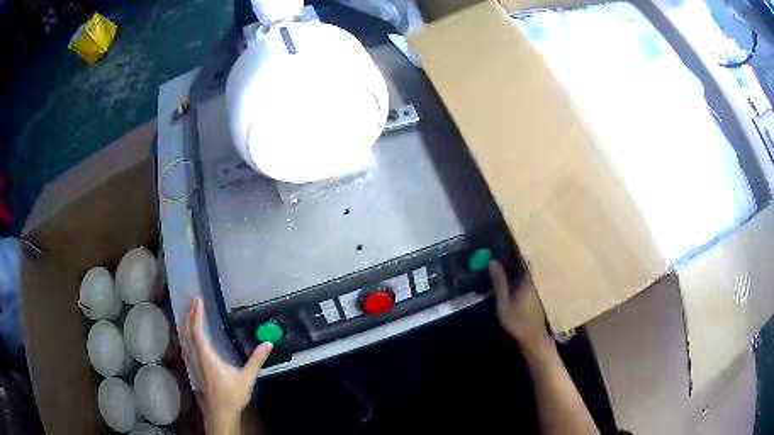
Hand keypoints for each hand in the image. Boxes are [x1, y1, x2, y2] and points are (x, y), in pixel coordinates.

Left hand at [182, 297, 272, 434]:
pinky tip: (188, 334)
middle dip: (189, 314)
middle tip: (192, 300)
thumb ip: (256, 360)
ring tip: (189, 312)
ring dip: (185, 323)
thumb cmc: (232, 396)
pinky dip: (185, 334)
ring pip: (183, 338)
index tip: (197, 299)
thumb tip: (268, 343)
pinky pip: (185, 345)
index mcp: (207, 357)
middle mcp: (196, 357)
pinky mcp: (193, 368)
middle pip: (187, 332)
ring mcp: (192, 363)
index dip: (196, 314)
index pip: (197, 332)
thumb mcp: (246, 378)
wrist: (220, 413)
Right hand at [489, 260, 551, 351]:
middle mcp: (533, 281)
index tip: (498, 245)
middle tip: (496, 254)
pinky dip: (518, 278)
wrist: (534, 340)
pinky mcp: (535, 296)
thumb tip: (493, 261)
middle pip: (523, 265)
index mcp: (527, 280)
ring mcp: (536, 289)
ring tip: (501, 265)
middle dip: (511, 259)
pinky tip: (510, 280)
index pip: (520, 259)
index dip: (510, 251)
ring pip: (525, 273)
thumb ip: (500, 283)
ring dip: (514, 268)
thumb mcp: (504, 303)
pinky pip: (526, 281)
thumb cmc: (518, 322)